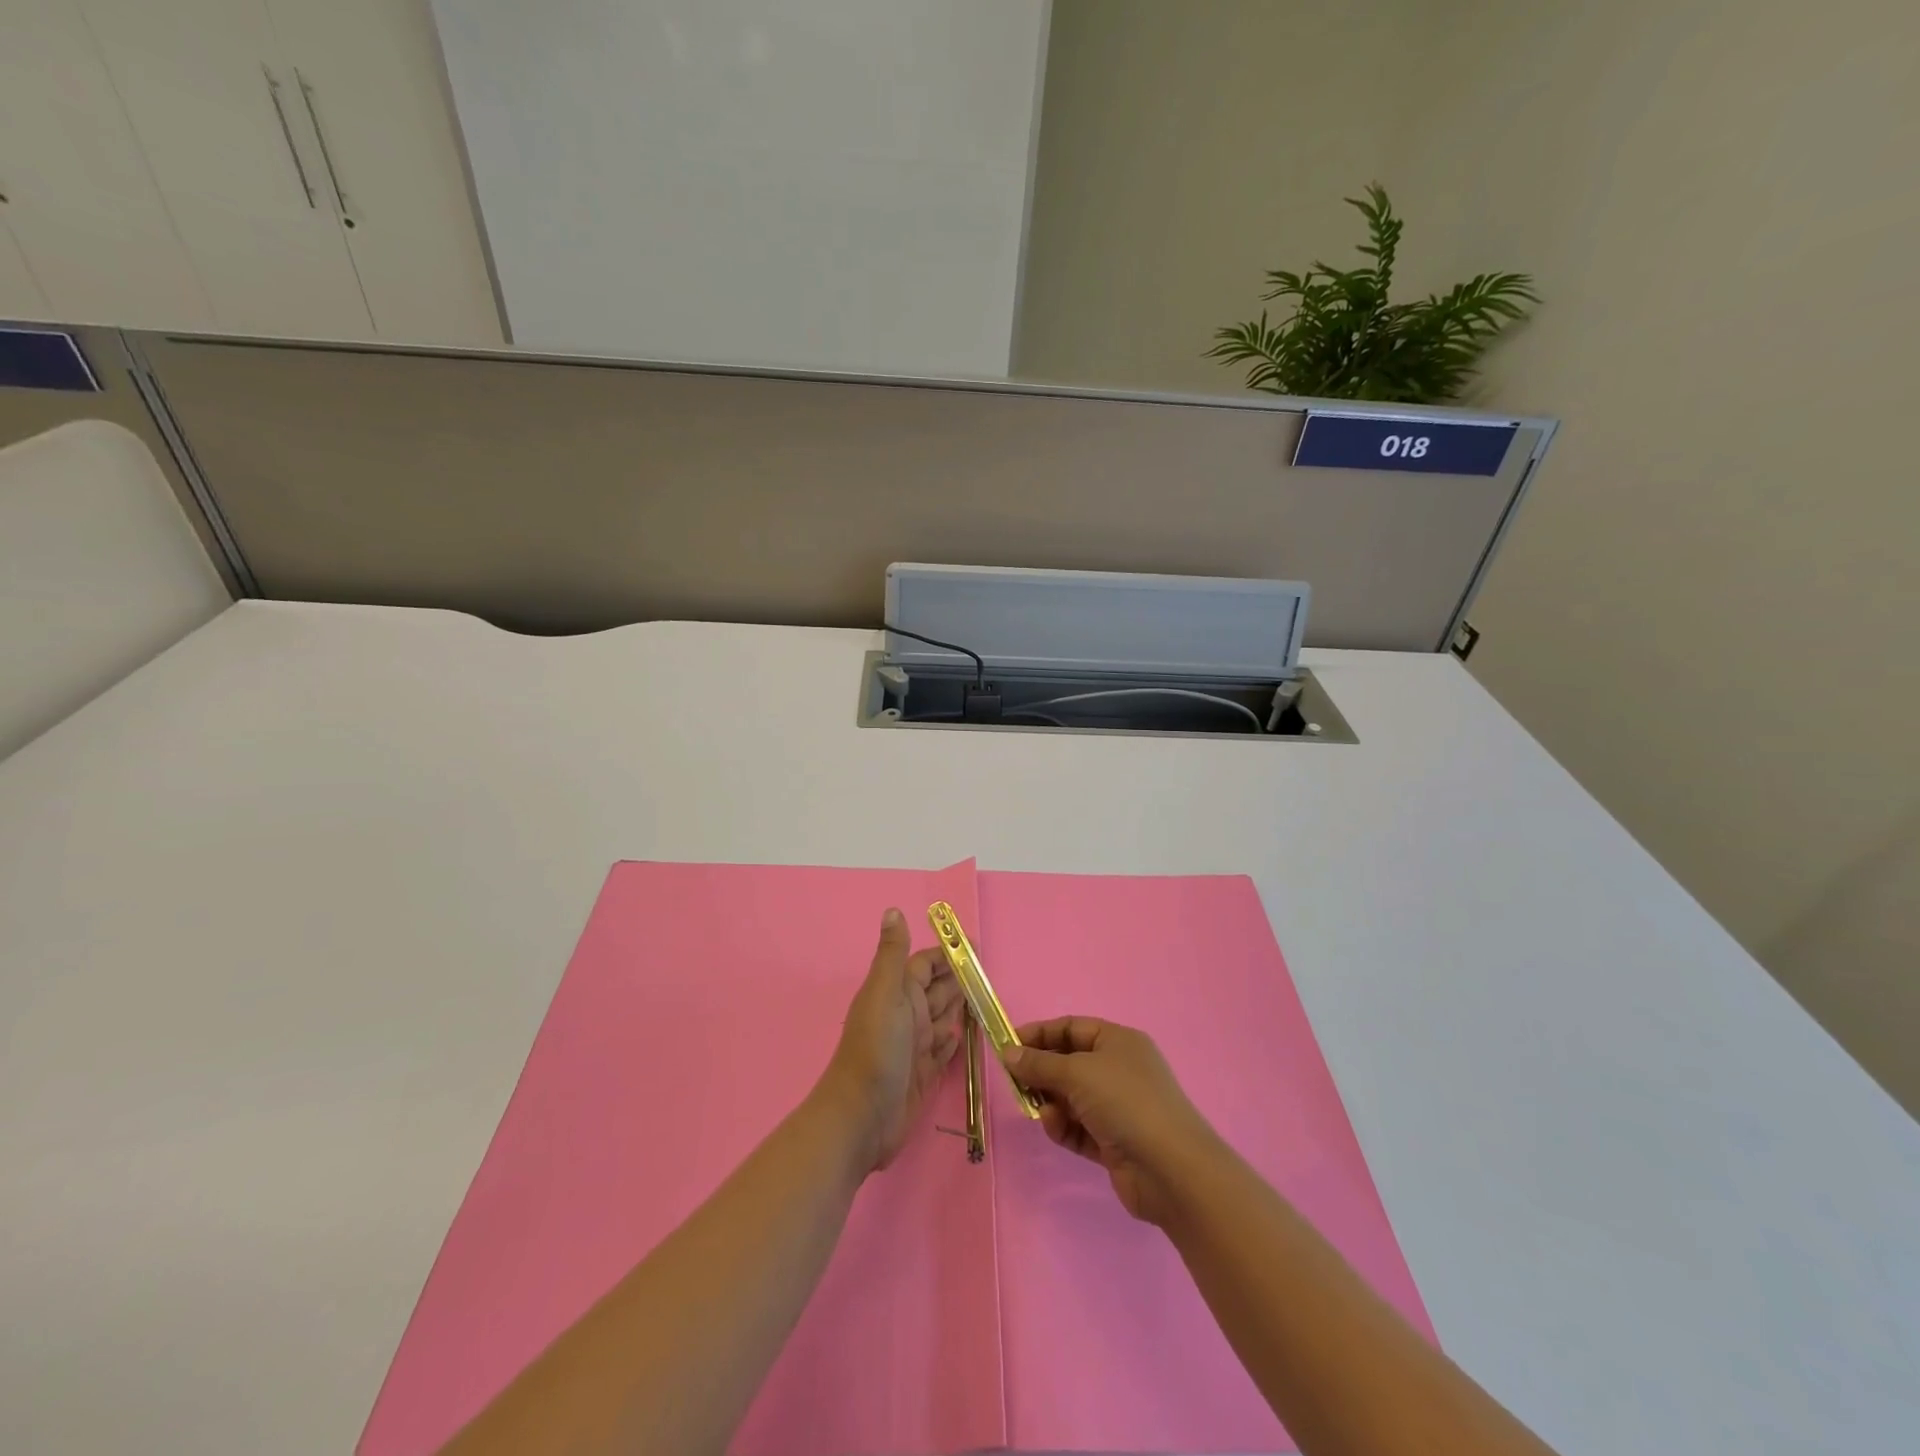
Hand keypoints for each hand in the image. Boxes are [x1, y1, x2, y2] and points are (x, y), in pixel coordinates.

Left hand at [818, 908, 964, 1173]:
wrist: (862, 1117)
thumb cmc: (875, 1049)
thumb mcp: (885, 994)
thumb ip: (892, 954)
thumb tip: (892, 910)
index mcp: (898, 992)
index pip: (925, 965)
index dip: (948, 955)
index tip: (975, 946)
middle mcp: (906, 1015)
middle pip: (938, 991)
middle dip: (960, 980)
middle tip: (990, 974)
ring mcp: (915, 1046)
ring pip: (943, 1018)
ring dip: (961, 1008)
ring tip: (986, 999)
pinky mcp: (924, 1074)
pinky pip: (943, 1050)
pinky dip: (953, 1041)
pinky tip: (963, 1035)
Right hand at [1004, 1017, 1218, 1225]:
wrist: (1171, 1169)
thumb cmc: (1125, 1102)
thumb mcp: (1078, 1072)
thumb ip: (1039, 1063)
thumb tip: (1009, 1053)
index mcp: (1118, 1042)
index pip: (1072, 1028)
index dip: (1040, 1034)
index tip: (1008, 1045)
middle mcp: (1119, 1070)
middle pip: (1069, 1063)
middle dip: (1041, 1071)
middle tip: (1013, 1081)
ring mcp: (1118, 1108)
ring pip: (1071, 1097)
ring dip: (1050, 1101)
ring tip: (1036, 1109)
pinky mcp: (1113, 1142)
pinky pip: (1078, 1127)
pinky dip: (1063, 1126)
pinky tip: (1053, 1127)